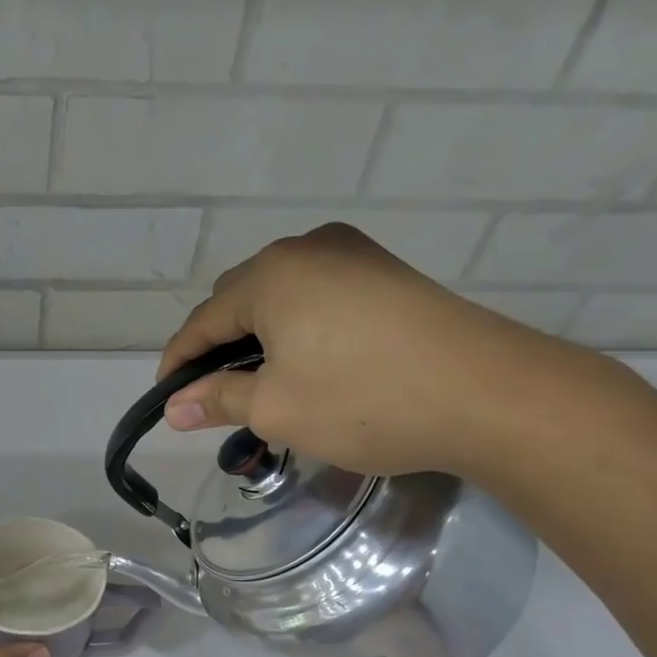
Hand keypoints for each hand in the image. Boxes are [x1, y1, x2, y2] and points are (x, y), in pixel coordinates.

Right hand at [157, 222, 584, 477]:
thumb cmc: (363, 400)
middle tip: (217, 396)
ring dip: (260, 337)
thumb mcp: (276, 408)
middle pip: (239, 300)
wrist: (488, 394)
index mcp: (271, 275)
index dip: (178, 363)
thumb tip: (173, 408)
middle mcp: (307, 248)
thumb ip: (217, 400)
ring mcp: (353, 255)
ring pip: (281, 296)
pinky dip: (298, 328)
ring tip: (262, 382)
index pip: (202, 321)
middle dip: (219, 347)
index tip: (167, 401)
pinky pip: (318, 295)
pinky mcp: (386, 273)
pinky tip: (308, 361)